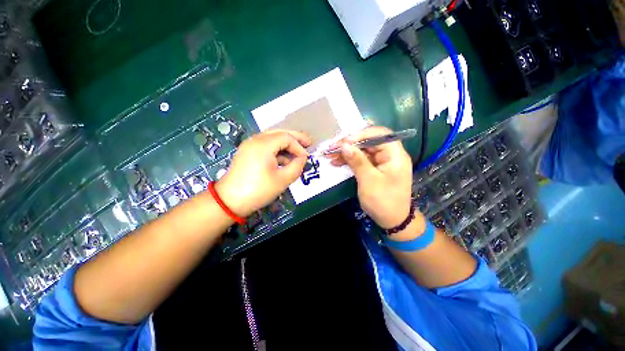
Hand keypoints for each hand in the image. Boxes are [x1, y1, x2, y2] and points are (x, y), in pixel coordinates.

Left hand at [215, 130, 311, 216]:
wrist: (229, 201)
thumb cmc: (258, 190)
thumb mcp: (283, 180)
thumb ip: (297, 166)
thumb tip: (303, 158)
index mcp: (263, 144)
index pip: (287, 138)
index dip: (299, 146)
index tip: (306, 158)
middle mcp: (255, 140)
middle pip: (280, 132)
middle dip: (295, 138)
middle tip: (308, 143)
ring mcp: (250, 145)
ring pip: (273, 138)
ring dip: (286, 145)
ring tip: (297, 154)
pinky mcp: (247, 152)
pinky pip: (266, 146)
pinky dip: (277, 151)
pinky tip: (284, 160)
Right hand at [326, 127, 413, 228]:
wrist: (392, 221)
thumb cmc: (383, 201)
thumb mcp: (368, 180)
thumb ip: (357, 161)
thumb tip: (344, 145)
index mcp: (395, 154)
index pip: (379, 134)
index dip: (360, 135)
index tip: (343, 142)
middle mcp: (390, 155)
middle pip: (369, 142)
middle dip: (350, 144)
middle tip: (332, 148)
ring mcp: (382, 162)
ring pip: (363, 151)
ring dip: (347, 153)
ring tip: (330, 156)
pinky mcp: (375, 169)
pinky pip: (362, 160)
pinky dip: (350, 161)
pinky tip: (337, 162)